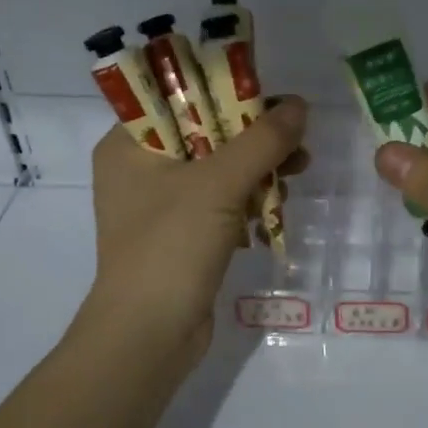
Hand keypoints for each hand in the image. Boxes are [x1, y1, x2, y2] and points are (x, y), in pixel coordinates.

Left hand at [85, 96, 307, 361]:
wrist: (148, 336)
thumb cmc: (171, 247)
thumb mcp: (219, 184)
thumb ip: (262, 140)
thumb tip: (299, 105)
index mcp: (128, 145)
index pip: (179, 98)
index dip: (228, 90)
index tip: (272, 98)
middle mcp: (140, 169)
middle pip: (206, 132)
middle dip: (254, 136)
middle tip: (296, 138)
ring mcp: (161, 205)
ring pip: (218, 168)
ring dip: (259, 168)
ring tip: (298, 172)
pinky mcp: (182, 234)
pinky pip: (220, 201)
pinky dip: (249, 199)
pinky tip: (278, 204)